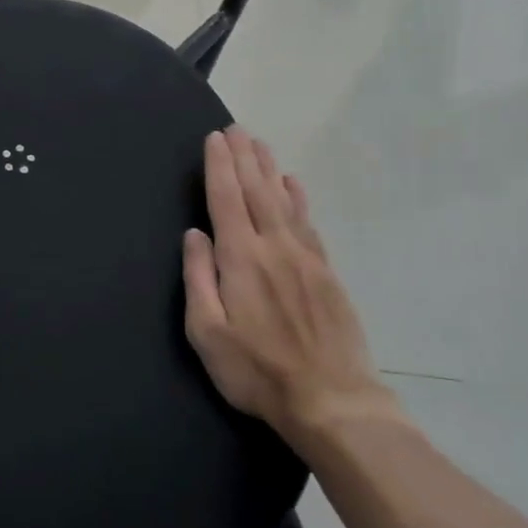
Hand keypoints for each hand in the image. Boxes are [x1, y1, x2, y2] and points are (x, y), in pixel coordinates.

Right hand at [182, 128, 405, 442]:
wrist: (331, 399)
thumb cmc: (257, 370)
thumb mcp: (207, 333)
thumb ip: (198, 278)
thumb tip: (195, 234)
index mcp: (241, 258)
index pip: (226, 199)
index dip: (219, 166)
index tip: (214, 138)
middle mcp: (274, 246)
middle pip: (256, 190)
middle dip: (244, 157)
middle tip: (236, 127)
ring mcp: (305, 257)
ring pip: (284, 200)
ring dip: (269, 169)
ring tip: (260, 143)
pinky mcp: (326, 272)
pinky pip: (308, 222)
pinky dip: (298, 198)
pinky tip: (293, 184)